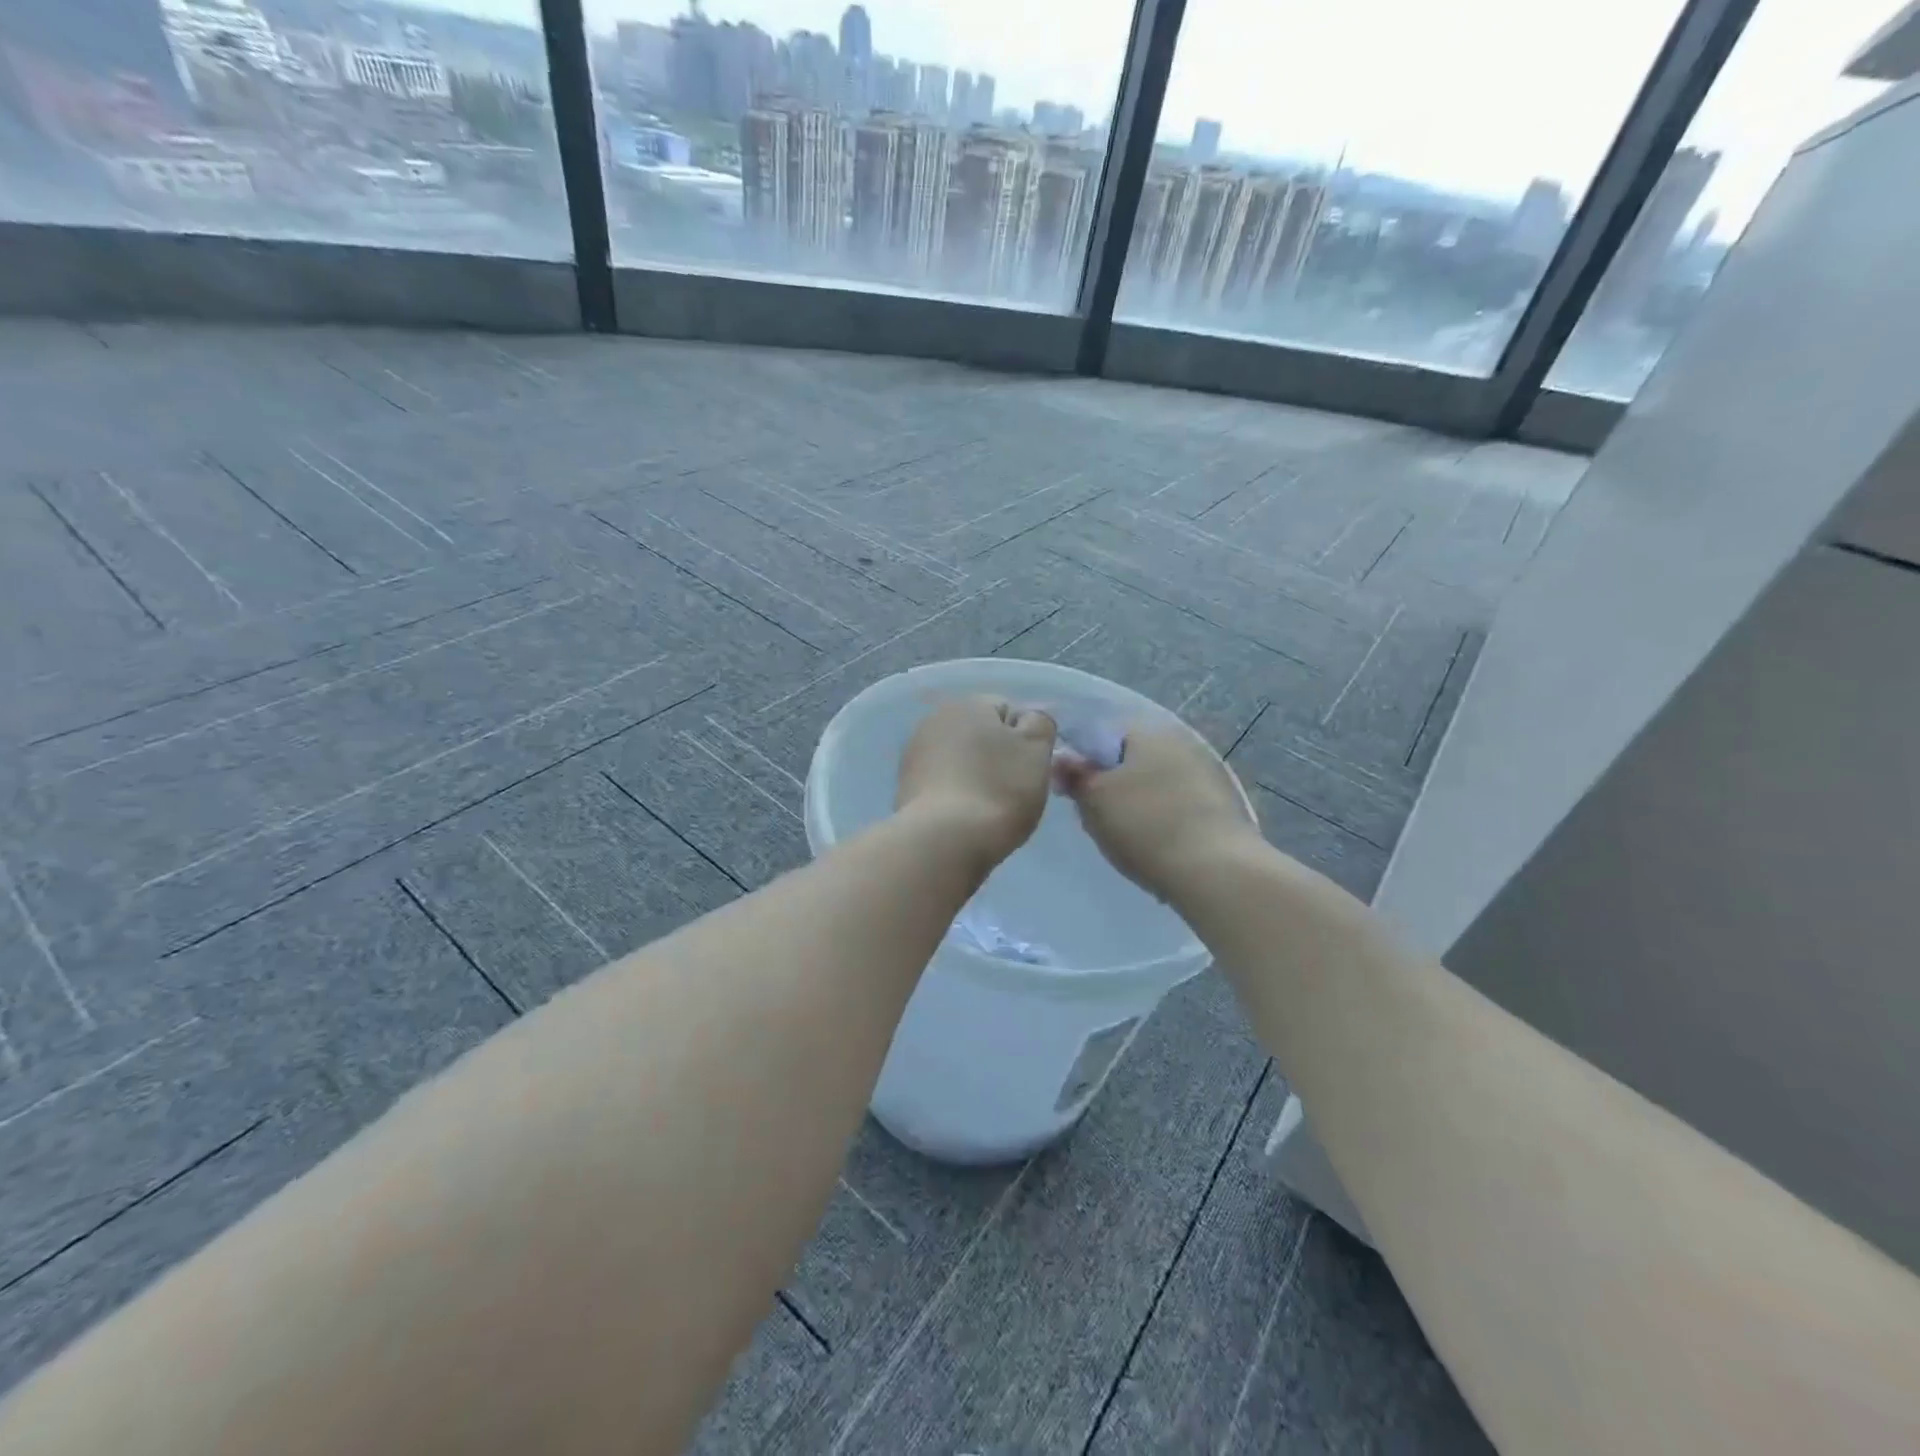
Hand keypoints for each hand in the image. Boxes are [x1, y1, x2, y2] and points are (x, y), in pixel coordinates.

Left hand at [896, 697, 1057, 870]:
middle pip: (981, 735)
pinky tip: (964, 818)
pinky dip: (955, 796)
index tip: (1031, 770)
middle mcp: (934, 719)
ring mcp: (914, 754)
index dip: (1026, 741)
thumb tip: (1027, 721)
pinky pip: (942, 784)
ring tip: (988, 808)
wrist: (945, 841)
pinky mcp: (904, 787)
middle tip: (1013, 791)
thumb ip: (1039, 724)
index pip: (1009, 711)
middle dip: (998, 757)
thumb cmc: (999, 789)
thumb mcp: (1037, 749)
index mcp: (967, 703)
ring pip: (961, 761)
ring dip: (975, 776)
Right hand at [1055, 727, 1259, 903]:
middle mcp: (1182, 741)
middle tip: (1095, 817)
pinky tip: (1156, 845)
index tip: (1071, 791)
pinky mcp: (1223, 805)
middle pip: (1131, 759)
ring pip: (1155, 783)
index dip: (1081, 761)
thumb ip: (1074, 775)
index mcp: (1149, 730)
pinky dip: (1163, 819)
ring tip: (1125, 836)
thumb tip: (1061, 757)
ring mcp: (1208, 772)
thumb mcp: (1094, 799)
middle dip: (1111, 783)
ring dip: (1138, 802)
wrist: (1216, 872)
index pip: (1102, 733)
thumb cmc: (1145, 825)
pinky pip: (1178, 804)